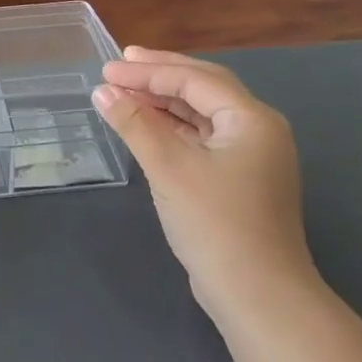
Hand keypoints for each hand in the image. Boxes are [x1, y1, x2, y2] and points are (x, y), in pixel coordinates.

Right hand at [91, 48, 315, 319]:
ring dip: (164, 100)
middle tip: (119, 64)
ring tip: (125, 90)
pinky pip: (202, 136)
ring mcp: (251, 155)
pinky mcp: (239, 178)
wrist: (259, 297)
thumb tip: (102, 91)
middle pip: (203, 87)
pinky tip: (146, 125)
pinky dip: (173, 126)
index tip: (106, 70)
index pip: (193, 78)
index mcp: (251, 118)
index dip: (147, 71)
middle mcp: (257, 128)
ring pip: (202, 112)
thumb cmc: (216, 224)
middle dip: (159, 73)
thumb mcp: (169, 168)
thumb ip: (134, 124)